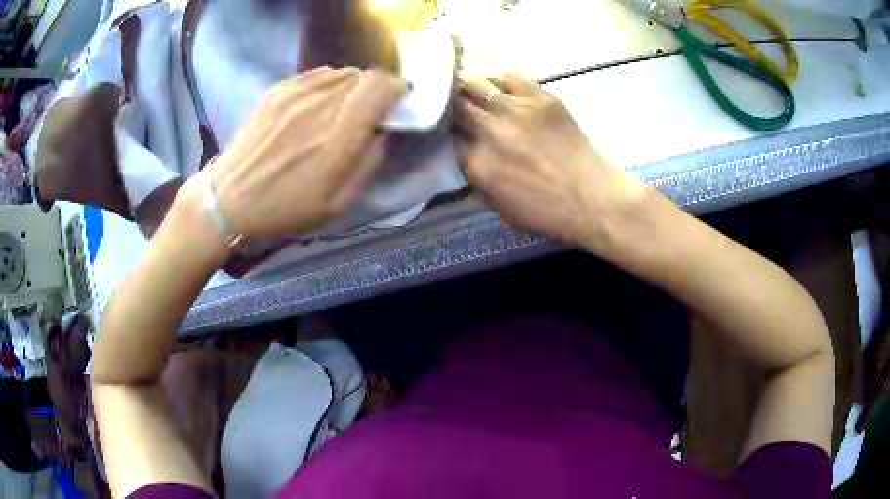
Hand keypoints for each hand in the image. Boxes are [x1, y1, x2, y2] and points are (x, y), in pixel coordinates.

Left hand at [192, 67, 406, 240]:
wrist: (231, 197)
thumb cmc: (284, 208)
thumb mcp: (335, 206)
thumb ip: (367, 166)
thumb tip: (384, 133)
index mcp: (337, 139)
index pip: (379, 90)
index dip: (396, 89)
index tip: (398, 100)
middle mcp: (320, 108)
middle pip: (363, 76)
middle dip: (377, 88)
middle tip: (374, 106)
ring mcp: (296, 96)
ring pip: (341, 73)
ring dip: (354, 85)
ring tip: (348, 104)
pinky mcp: (278, 92)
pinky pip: (317, 74)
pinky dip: (330, 82)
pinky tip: (322, 100)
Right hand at [454, 74, 647, 251]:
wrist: (593, 198)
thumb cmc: (548, 212)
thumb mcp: (498, 207)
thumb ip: (476, 177)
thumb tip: (467, 151)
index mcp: (478, 163)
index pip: (449, 135)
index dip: (447, 129)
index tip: (450, 127)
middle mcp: (491, 131)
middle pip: (456, 105)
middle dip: (449, 101)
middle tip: (448, 98)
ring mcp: (516, 110)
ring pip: (476, 83)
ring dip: (466, 83)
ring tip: (465, 82)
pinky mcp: (540, 98)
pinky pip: (509, 77)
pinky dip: (497, 78)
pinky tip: (495, 83)